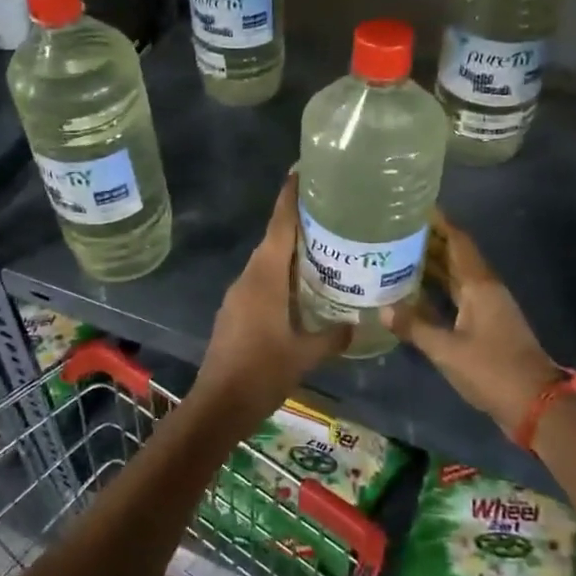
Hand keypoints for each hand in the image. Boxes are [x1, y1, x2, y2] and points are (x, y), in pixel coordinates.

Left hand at [193, 173, 348, 435]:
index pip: (279, 226)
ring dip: (289, 249)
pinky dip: (280, 273)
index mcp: (265, 278)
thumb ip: (332, 336)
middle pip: (273, 239)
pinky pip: (260, 279)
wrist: (218, 404)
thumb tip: (357, 324)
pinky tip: (299, 285)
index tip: (301, 172)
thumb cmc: (262, 372)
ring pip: (266, 261)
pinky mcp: (234, 310)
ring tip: (321, 245)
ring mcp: (238, 294)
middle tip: (328, 209)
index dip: (290, 198)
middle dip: (296, 221)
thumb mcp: (305, 355)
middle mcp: (249, 277)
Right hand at [384, 213, 565, 435]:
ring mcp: (487, 308)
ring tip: (397, 254)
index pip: (458, 242)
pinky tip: (414, 293)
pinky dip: (437, 290)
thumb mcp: (447, 350)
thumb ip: (414, 327)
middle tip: (395, 230)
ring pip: (456, 277)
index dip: (439, 222)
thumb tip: (382, 309)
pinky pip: (457, 297)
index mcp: (479, 285)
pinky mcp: (485, 326)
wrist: (535, 405)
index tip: (415, 207)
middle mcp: (485, 290)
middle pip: (455, 256)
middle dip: (429, 241)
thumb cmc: (492, 370)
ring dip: (431, 265)